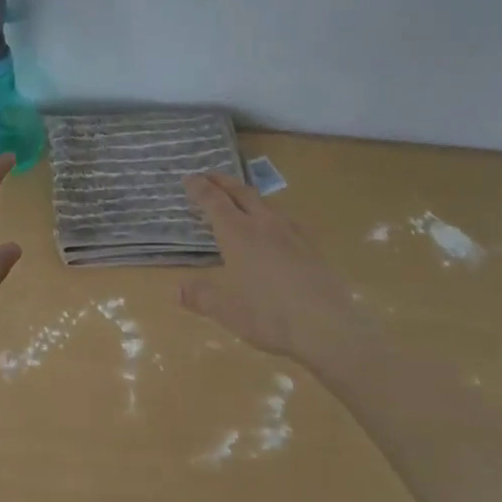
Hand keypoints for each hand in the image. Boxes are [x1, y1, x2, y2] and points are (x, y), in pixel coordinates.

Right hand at [178, 172, 362, 362]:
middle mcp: (263, 224)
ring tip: (240, 199)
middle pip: (241, 192)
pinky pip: (285, 219)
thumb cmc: (269, 315)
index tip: (188, 177)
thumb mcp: (226, 310)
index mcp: (238, 233)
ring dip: (248, 195)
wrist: (326, 325)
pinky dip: (270, 215)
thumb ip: (201, 297)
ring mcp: (291, 232)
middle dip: (223, 182)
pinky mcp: (311, 245)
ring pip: (265, 203)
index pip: (214, 201)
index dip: (200, 188)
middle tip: (209, 177)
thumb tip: (176, 290)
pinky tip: (275, 228)